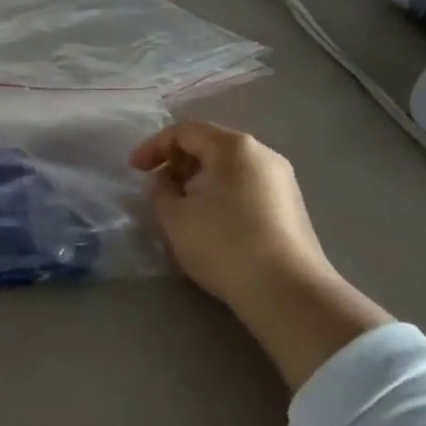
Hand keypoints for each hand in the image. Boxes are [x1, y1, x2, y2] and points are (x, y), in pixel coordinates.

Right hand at [131, 121, 331, 313]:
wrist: (289, 294)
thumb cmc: (225, 245)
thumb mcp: (175, 218)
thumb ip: (160, 191)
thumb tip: (166, 183)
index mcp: (234, 147)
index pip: (185, 131)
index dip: (153, 146)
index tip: (134, 170)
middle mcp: (263, 155)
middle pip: (210, 145)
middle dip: (178, 162)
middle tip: (157, 187)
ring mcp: (282, 182)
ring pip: (229, 167)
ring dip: (198, 179)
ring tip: (181, 206)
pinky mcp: (291, 209)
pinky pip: (246, 187)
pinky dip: (221, 194)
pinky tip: (211, 222)